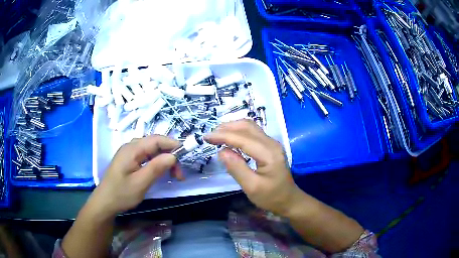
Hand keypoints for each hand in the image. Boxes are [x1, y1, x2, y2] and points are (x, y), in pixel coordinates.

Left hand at [89, 135, 179, 216]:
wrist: (105, 202)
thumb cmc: (121, 194)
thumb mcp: (140, 183)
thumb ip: (156, 168)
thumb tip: (173, 156)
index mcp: (132, 149)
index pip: (156, 140)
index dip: (173, 144)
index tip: (186, 155)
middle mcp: (131, 147)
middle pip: (155, 144)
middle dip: (170, 155)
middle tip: (179, 174)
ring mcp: (129, 153)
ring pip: (151, 150)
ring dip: (164, 160)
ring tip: (173, 175)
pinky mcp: (129, 160)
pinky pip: (146, 156)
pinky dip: (156, 163)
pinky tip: (160, 172)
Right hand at [205, 119, 303, 215]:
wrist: (289, 200)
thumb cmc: (271, 197)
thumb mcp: (252, 187)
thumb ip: (237, 168)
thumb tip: (221, 152)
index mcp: (268, 153)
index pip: (242, 138)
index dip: (223, 136)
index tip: (206, 137)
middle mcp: (271, 143)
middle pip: (247, 127)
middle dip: (226, 128)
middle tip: (210, 136)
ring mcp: (272, 144)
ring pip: (250, 127)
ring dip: (232, 128)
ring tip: (217, 135)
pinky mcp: (270, 147)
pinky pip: (253, 133)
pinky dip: (239, 132)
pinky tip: (230, 139)